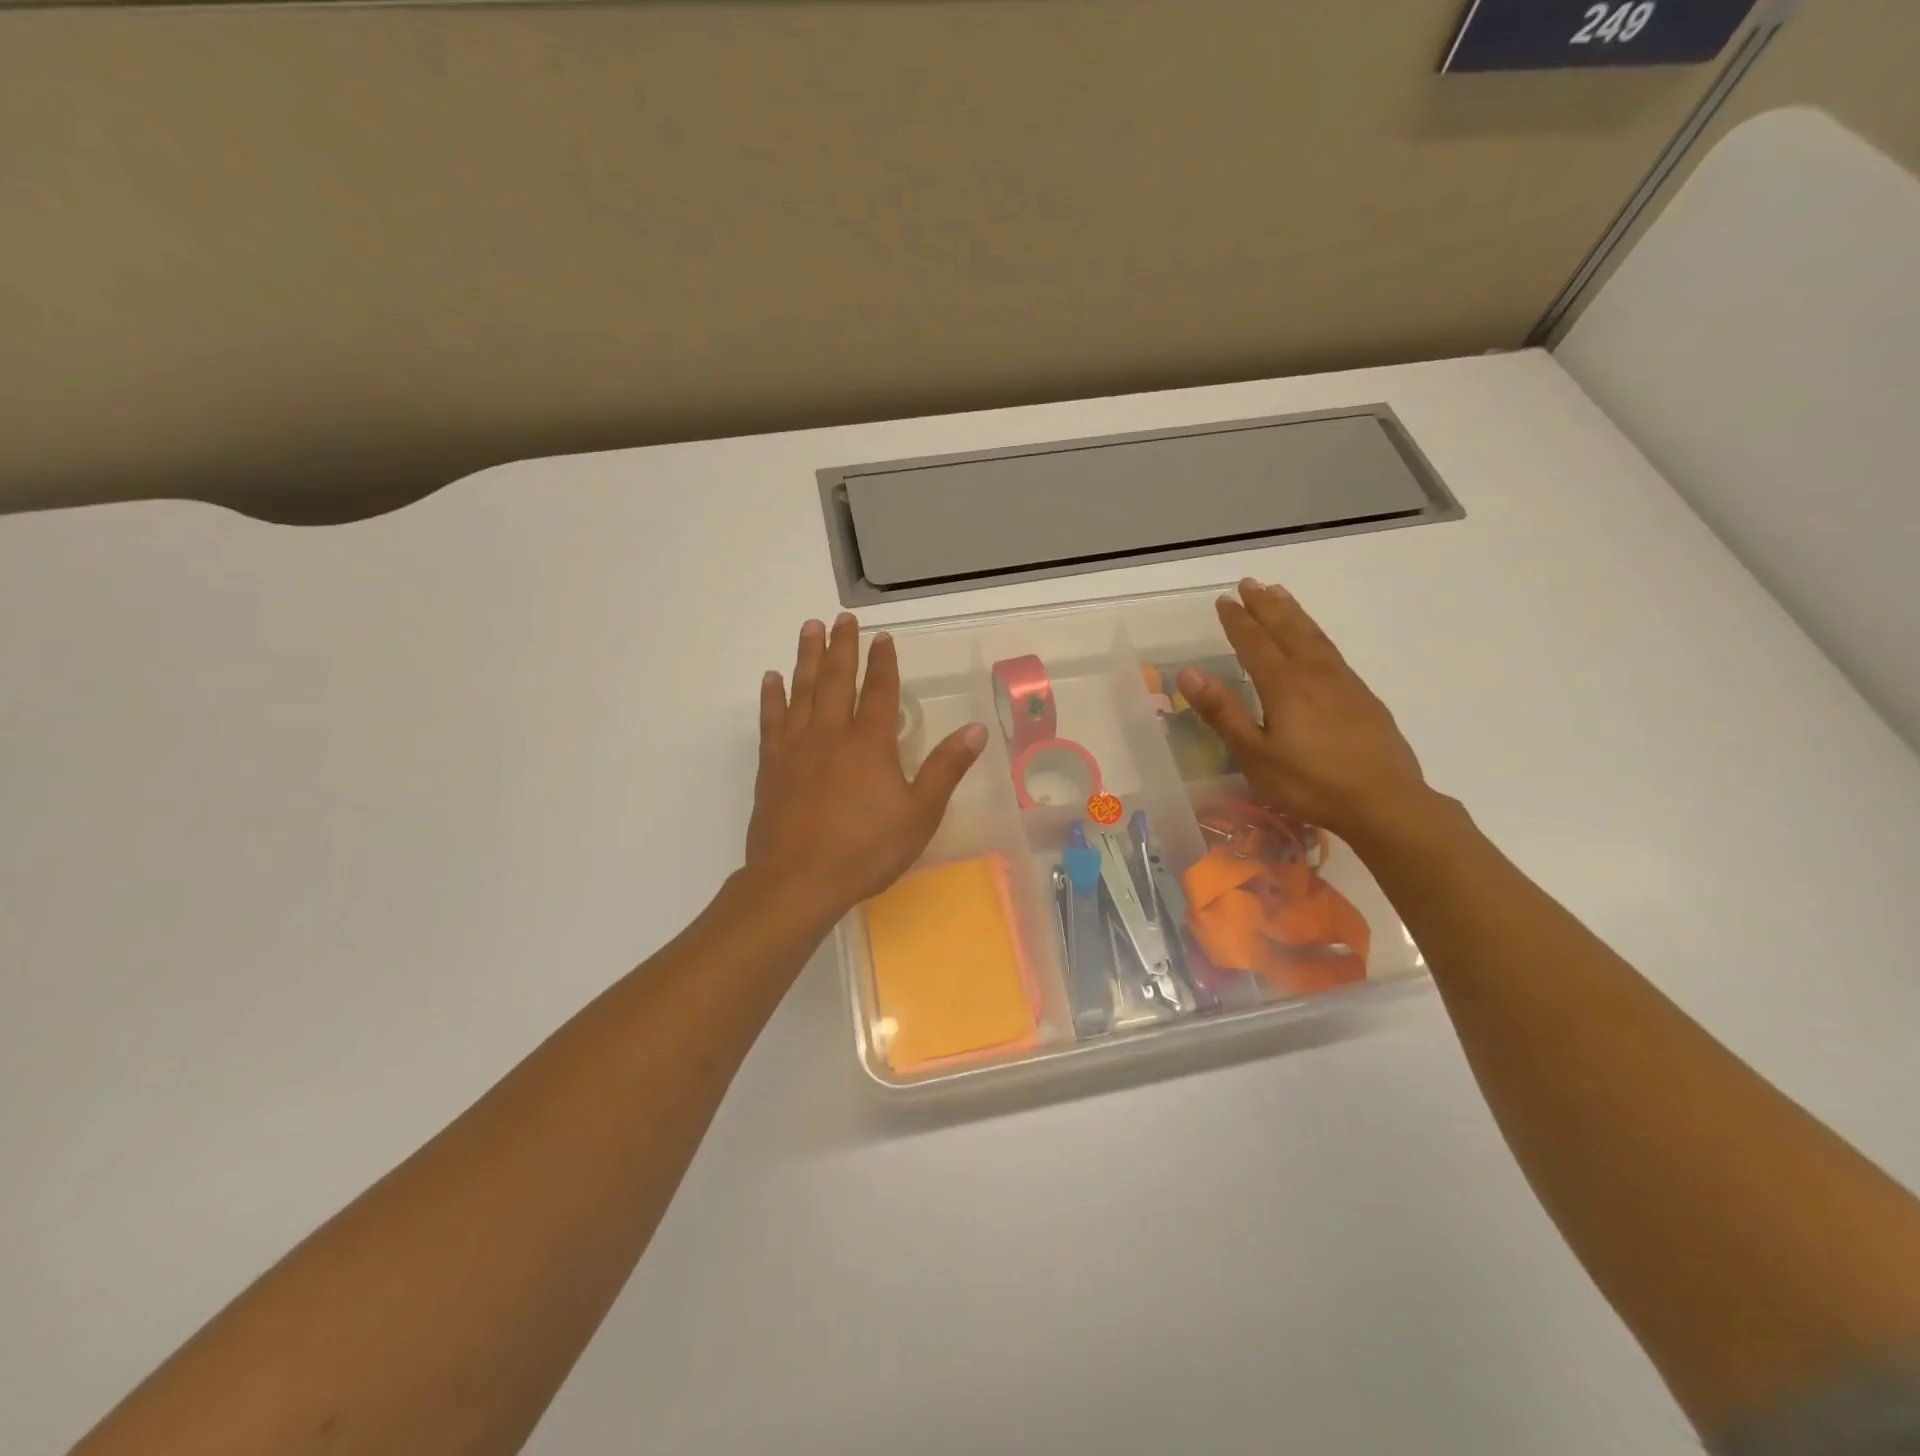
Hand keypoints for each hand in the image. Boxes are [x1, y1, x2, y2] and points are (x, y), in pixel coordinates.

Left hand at [747, 614, 986, 918]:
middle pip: (837, 679)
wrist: (799, 880)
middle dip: (842, 646)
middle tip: (842, 618)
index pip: (880, 691)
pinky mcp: (772, 765)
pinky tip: (772, 679)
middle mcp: (832, 733)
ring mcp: (797, 747)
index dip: (883, 662)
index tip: (883, 638)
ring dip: (807, 657)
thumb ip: (945, 769)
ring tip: (810, 628)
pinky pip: (771, 720)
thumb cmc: (866, 849)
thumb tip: (976, 730)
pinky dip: (772, 696)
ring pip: (802, 689)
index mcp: (870, 742)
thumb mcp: (920, 813)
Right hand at [1177, 580, 1430, 842]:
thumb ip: (1222, 712)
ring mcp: (1343, 682)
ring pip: (1313, 635)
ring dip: (1292, 612)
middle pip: (1287, 629)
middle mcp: (1313, 673)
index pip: (1254, 643)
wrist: (1384, 801)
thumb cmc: (1309, 783)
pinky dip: (1315, 632)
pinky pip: (1331, 650)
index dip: (1237, 621)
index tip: (1223, 600)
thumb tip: (1189, 673)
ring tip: (1279, 594)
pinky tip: (1314, 639)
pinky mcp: (1362, 696)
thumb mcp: (1254, 754)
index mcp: (1283, 685)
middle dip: (1265, 605)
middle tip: (1249, 583)